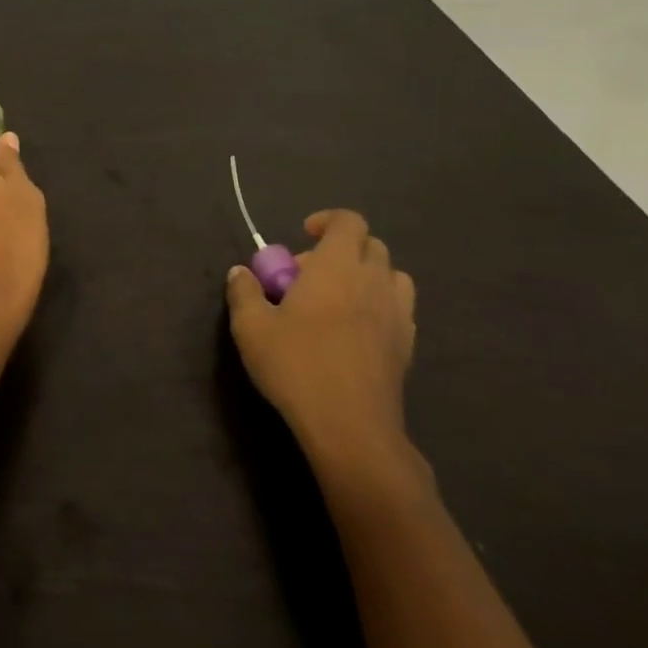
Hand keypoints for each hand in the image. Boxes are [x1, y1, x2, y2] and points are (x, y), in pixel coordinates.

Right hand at [226, 210, 417, 471]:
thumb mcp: (251, 327)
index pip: (348, 221)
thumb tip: (241, 272)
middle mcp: (373, 281)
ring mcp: (397, 314)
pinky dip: (379, 305)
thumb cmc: (297, 366)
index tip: (303, 236)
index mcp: (338, 266)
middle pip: (371, 245)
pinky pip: (399, 308)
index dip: (327, 221)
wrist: (350, 427)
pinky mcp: (407, 346)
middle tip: (309, 273)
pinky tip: (354, 330)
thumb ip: (244, 292)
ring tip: (338, 298)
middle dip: (341, 249)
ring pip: (392, 275)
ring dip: (366, 275)